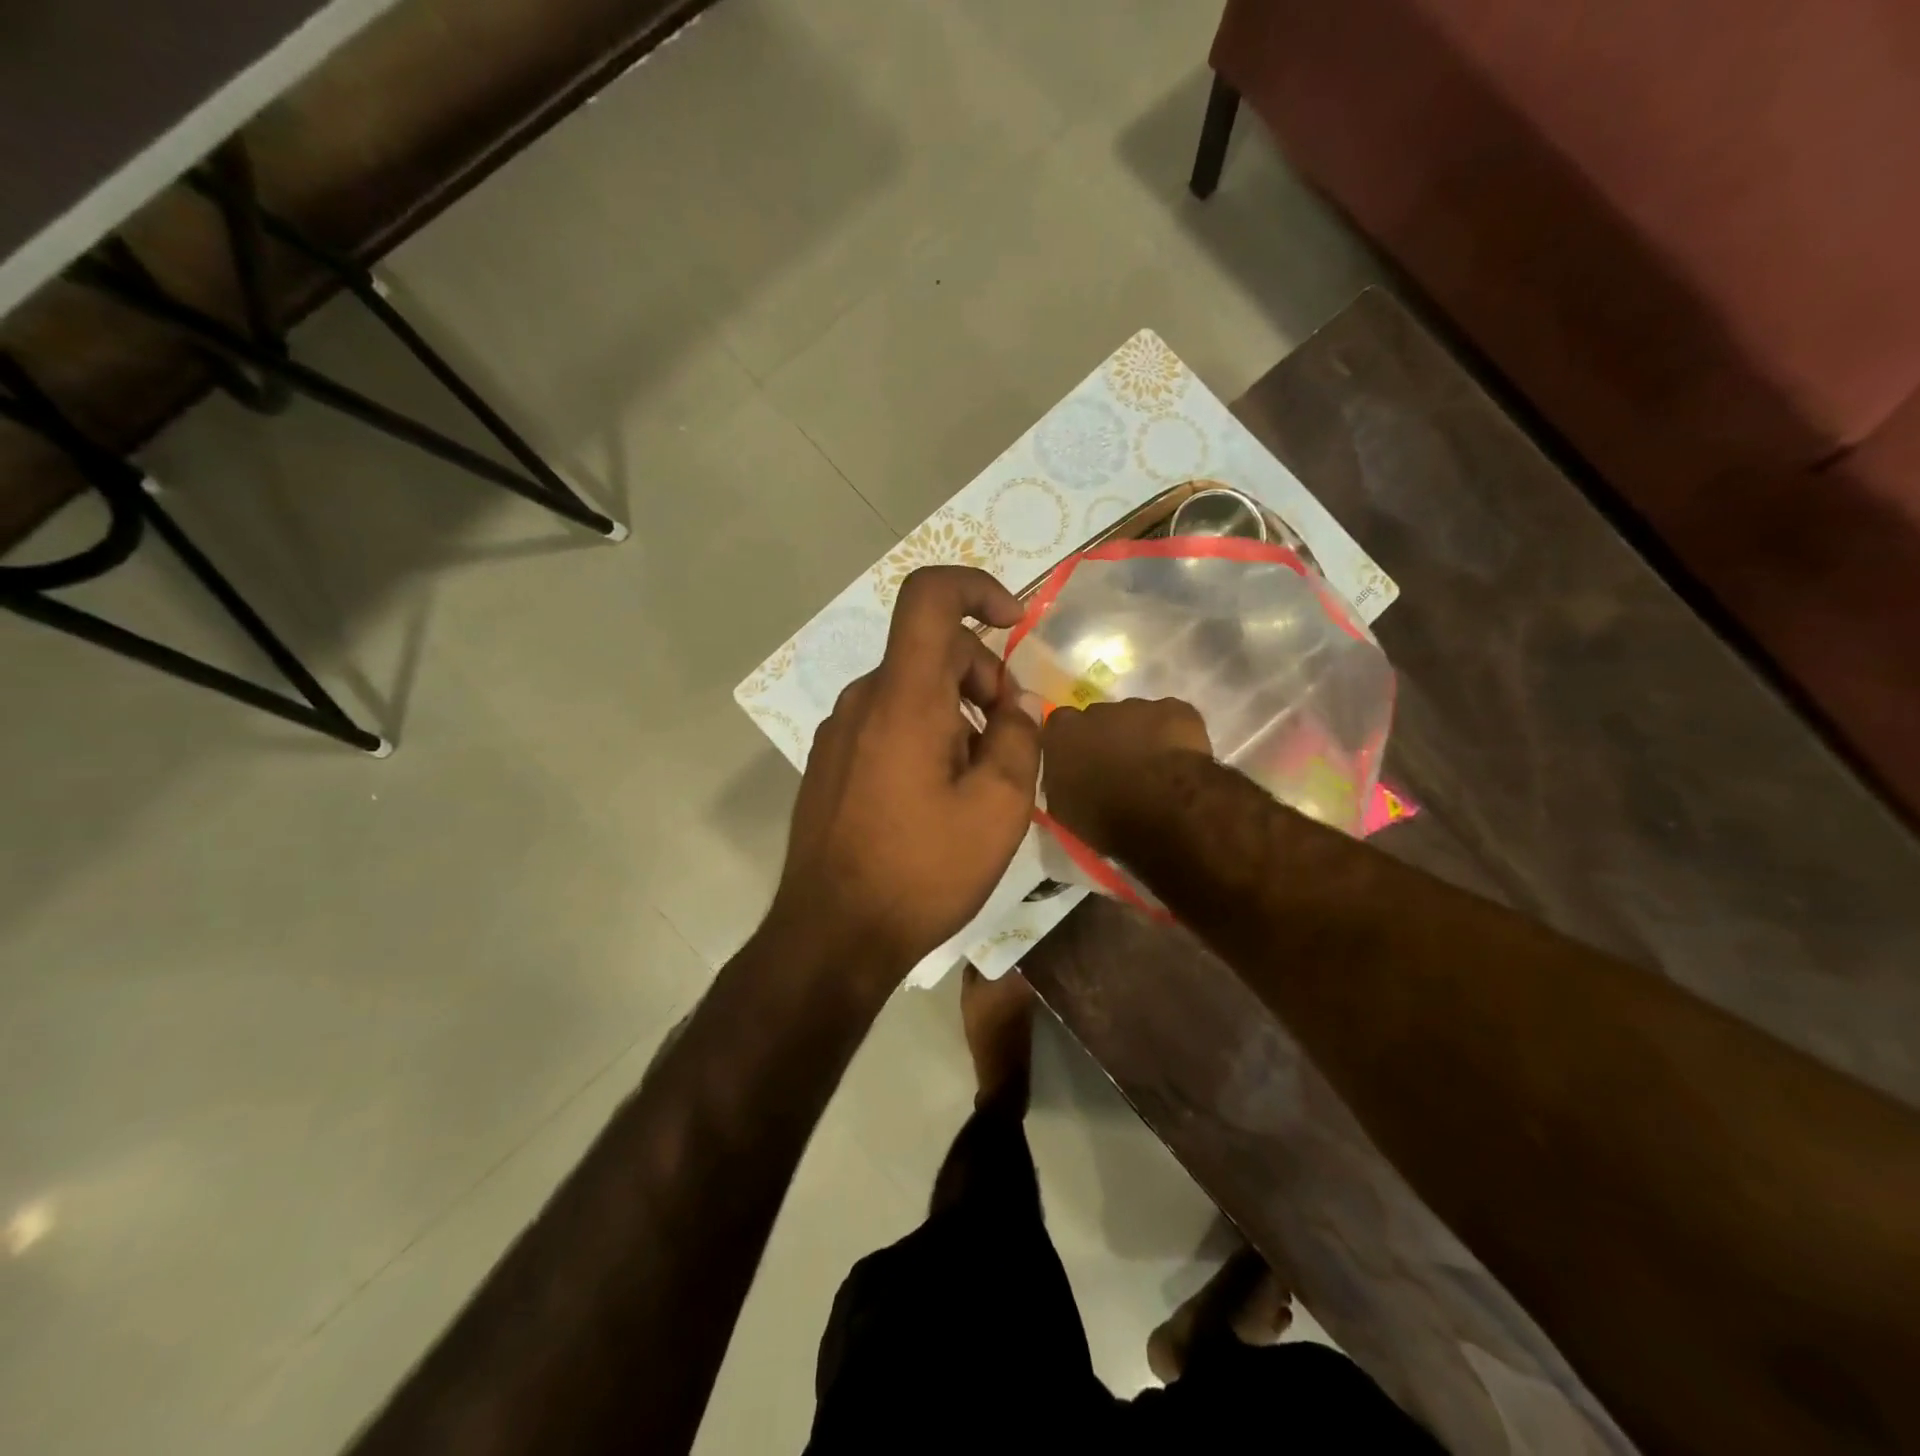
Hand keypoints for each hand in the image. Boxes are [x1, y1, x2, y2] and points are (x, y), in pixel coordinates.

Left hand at [770, 567, 1041, 973]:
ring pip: (910, 690)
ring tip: (977, 778)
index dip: (975, 587)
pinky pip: (886, 723)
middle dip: (981, 676)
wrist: (832, 935)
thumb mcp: (998, 808)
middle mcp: (863, 700)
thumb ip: (1018, 738)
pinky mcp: (830, 763)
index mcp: (903, 698)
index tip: (1013, 622)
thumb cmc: (922, 871)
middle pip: (931, 651)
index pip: (928, 597)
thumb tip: (1014, 705)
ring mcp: (839, 732)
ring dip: (955, 712)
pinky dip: (923, 733)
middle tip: (1009, 738)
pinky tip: (936, 796)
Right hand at [1040, 697, 1211, 854]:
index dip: (1072, 744)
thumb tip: (1065, 775)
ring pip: (1138, 717)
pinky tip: (1183, 762)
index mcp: (1063, 732)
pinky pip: (1174, 720)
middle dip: (1107, 738)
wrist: (1164, 816)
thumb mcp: (1064, 809)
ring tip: (1156, 771)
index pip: (1060, 727)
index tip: (1082, 764)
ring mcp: (1140, 706)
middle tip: (1120, 770)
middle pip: (1099, 718)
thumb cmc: (1106, 820)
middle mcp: (1097, 710)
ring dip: (1142, 737)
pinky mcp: (1179, 710)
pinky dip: (1177, 737)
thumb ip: (1060, 780)